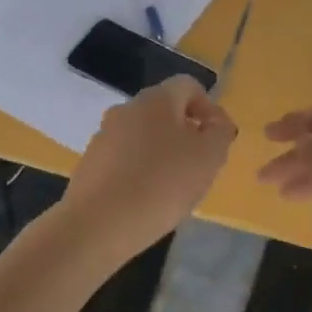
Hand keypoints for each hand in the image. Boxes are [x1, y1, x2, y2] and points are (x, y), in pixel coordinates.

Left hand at [60, 76, 237, 261]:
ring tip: (173, 188)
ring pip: (144, 135)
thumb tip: (216, 123)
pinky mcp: (90, 163)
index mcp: (157, 99)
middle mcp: (127, 109)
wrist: (97, 225)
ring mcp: (104, 136)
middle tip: (199, 167)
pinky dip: (140, 171)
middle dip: (186, 133)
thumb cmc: (162, 185)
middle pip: (165, 111)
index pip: (189, 86)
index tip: (217, 140)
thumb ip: (220, 133)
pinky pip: (124, 158)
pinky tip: (146, 199)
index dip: (209, 108)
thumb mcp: (209, 158)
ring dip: (162, 153)